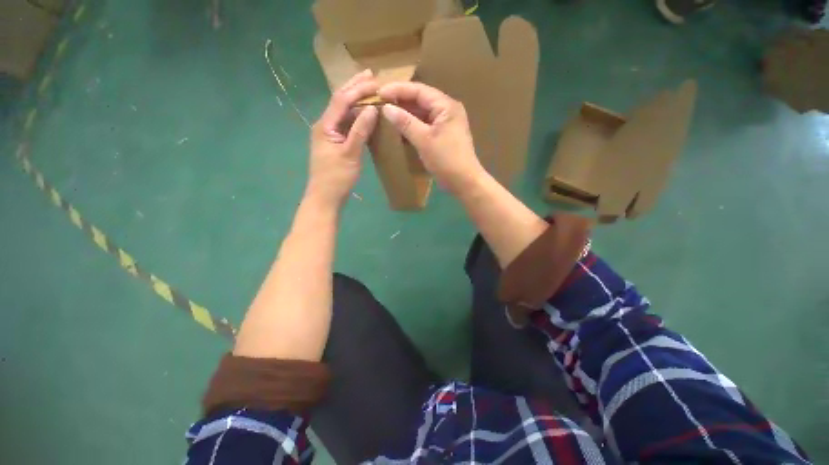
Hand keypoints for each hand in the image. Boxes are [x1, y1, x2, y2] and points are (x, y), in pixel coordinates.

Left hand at [306, 70, 378, 208]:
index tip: (375, 81)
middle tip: (370, 74)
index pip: (342, 100)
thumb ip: (360, 130)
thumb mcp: (350, 154)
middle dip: (354, 86)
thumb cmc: (337, 178)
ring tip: (369, 87)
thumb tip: (372, 109)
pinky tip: (365, 111)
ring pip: (343, 111)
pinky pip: (346, 123)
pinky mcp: (334, 142)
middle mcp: (324, 124)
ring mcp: (329, 133)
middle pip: (339, 100)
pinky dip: (356, 115)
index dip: (358, 88)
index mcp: (325, 125)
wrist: (325, 197)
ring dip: (356, 99)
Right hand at [378, 82, 486, 194]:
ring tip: (386, 112)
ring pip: (422, 113)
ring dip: (406, 113)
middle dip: (401, 100)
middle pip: (421, 100)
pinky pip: (425, 125)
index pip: (419, 90)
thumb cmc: (446, 160)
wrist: (464, 182)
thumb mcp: (424, 140)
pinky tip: (400, 127)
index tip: (379, 92)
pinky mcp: (443, 136)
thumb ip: (405, 123)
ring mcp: (445, 123)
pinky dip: (412, 125)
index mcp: (446, 106)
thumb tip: (386, 108)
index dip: (398, 89)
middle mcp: (447, 110)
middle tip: (380, 102)